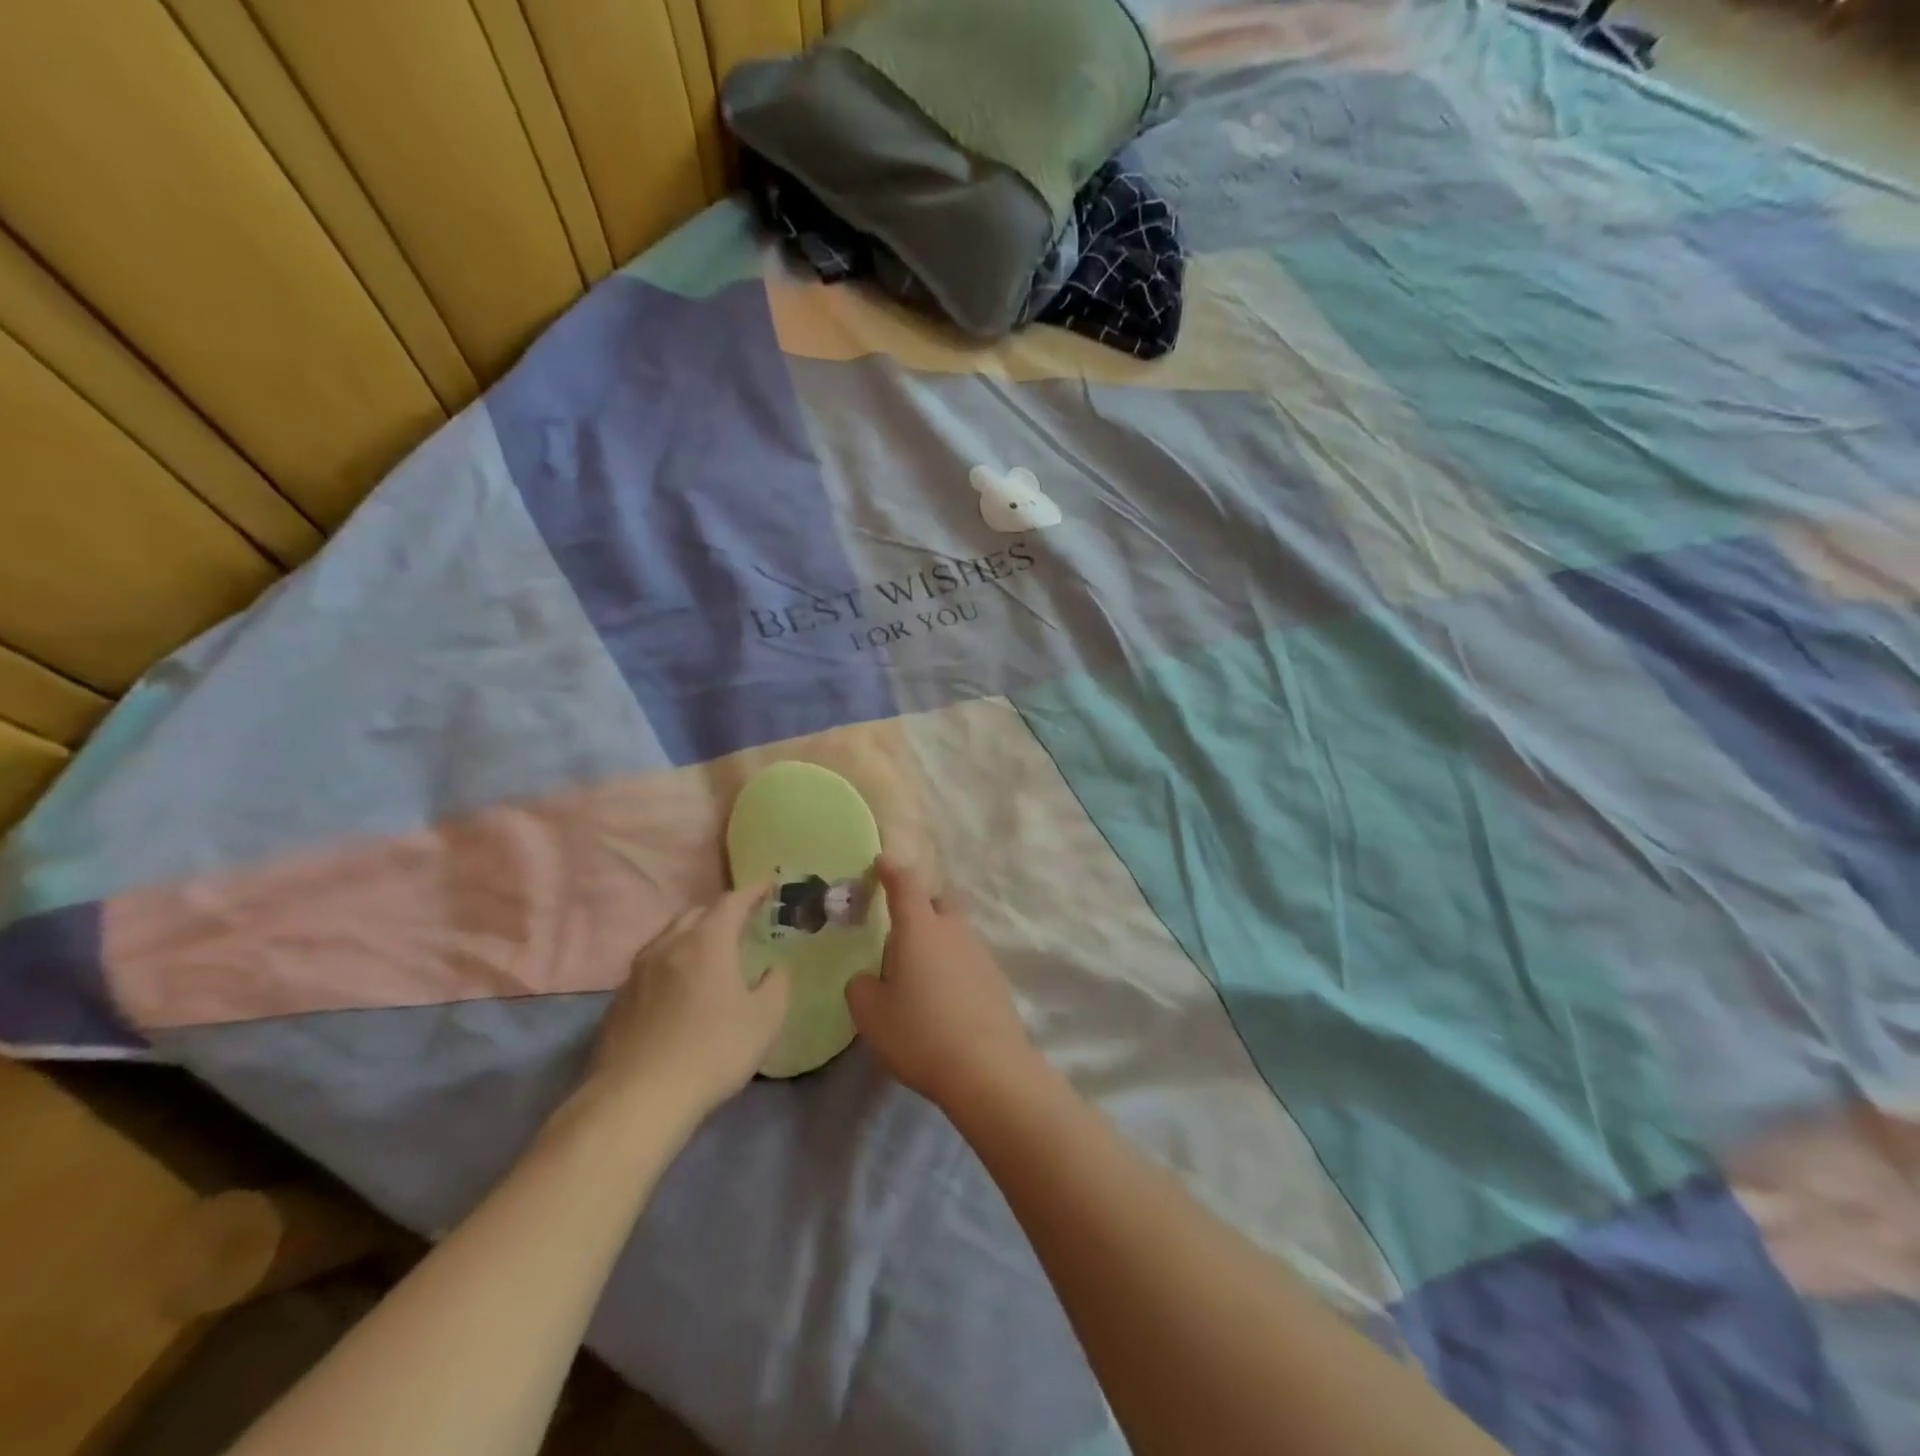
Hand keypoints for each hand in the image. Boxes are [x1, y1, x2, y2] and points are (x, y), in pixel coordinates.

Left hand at [586, 882, 790, 1125]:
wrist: (638, 1098)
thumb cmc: (713, 1050)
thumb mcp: (766, 1018)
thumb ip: (777, 985)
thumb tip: (773, 970)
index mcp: (708, 941)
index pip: (732, 901)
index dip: (752, 891)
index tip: (768, 884)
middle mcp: (669, 945)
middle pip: (696, 914)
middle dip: (720, 912)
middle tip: (740, 923)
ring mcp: (638, 972)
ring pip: (668, 938)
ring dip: (691, 936)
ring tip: (708, 953)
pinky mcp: (619, 1000)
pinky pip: (650, 967)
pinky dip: (671, 964)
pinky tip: (678, 990)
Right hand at [846, 857, 1037, 1109]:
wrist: (987, 1068)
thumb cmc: (920, 1033)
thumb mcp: (871, 1014)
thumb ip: (861, 986)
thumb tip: (868, 978)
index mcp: (920, 928)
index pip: (905, 883)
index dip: (891, 870)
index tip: (880, 862)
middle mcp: (953, 930)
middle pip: (938, 900)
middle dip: (920, 904)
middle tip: (899, 929)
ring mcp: (979, 952)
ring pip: (954, 930)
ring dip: (936, 938)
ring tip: (917, 972)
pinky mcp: (995, 977)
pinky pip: (967, 956)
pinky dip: (952, 964)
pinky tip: (941, 995)